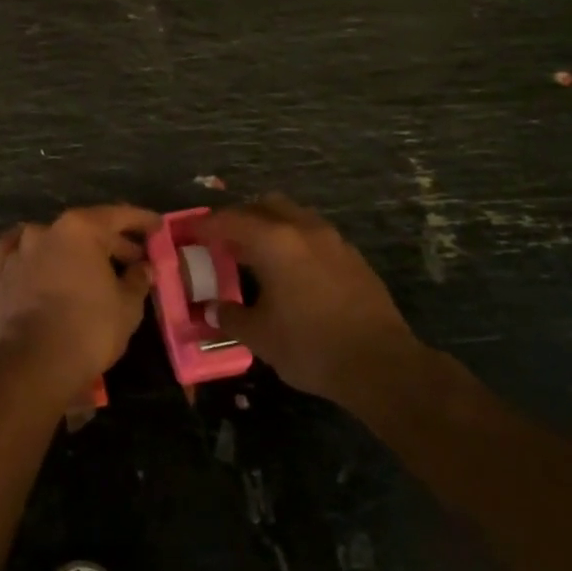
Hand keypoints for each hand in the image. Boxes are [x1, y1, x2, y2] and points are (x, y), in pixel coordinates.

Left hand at [0, 205, 157, 403]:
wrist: (34, 362)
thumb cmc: (90, 329)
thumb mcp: (128, 306)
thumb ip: (137, 279)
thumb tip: (142, 267)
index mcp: (81, 229)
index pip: (118, 216)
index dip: (141, 221)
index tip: (157, 226)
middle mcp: (47, 229)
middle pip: (87, 229)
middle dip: (111, 242)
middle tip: (132, 259)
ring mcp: (20, 248)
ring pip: (54, 241)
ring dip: (74, 251)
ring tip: (91, 269)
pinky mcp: (0, 271)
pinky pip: (21, 254)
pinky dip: (36, 255)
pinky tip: (42, 262)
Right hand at [200, 195, 413, 405]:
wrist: (382, 365)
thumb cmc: (310, 346)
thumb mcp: (260, 336)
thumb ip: (231, 316)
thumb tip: (212, 310)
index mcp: (274, 241)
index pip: (229, 221)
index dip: (205, 226)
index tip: (189, 234)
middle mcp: (303, 230)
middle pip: (264, 206)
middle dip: (241, 218)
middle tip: (224, 242)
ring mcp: (333, 241)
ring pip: (294, 217)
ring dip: (271, 227)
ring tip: (257, 255)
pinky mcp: (353, 258)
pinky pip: (315, 236)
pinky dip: (295, 242)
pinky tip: (292, 271)